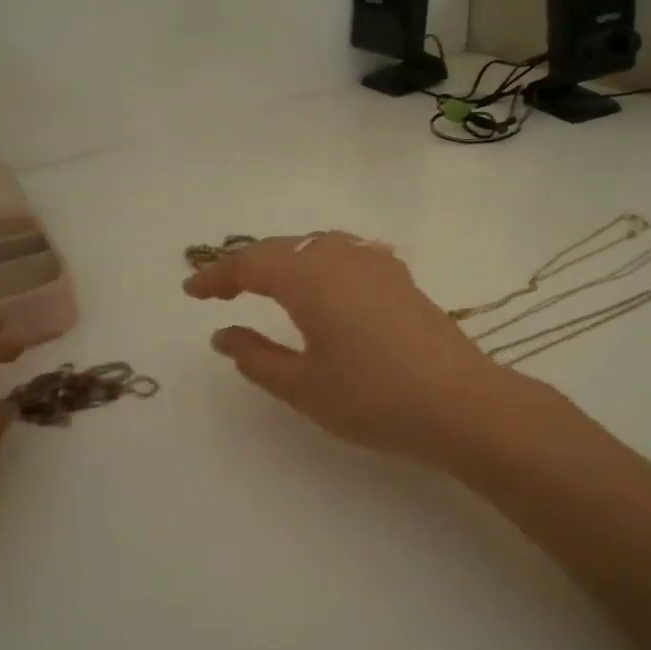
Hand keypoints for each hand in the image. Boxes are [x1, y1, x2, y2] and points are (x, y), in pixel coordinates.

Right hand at [183, 231, 526, 463]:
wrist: (460, 403)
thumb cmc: (373, 398)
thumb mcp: (303, 386)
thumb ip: (256, 357)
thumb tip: (223, 334)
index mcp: (309, 278)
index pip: (250, 264)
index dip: (216, 276)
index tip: (190, 291)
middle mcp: (341, 257)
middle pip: (282, 248)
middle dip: (247, 264)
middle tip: (221, 288)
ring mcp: (376, 264)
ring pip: (316, 246)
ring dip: (285, 260)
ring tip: (267, 284)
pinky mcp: (401, 278)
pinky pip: (346, 254)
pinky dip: (320, 262)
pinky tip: (325, 284)